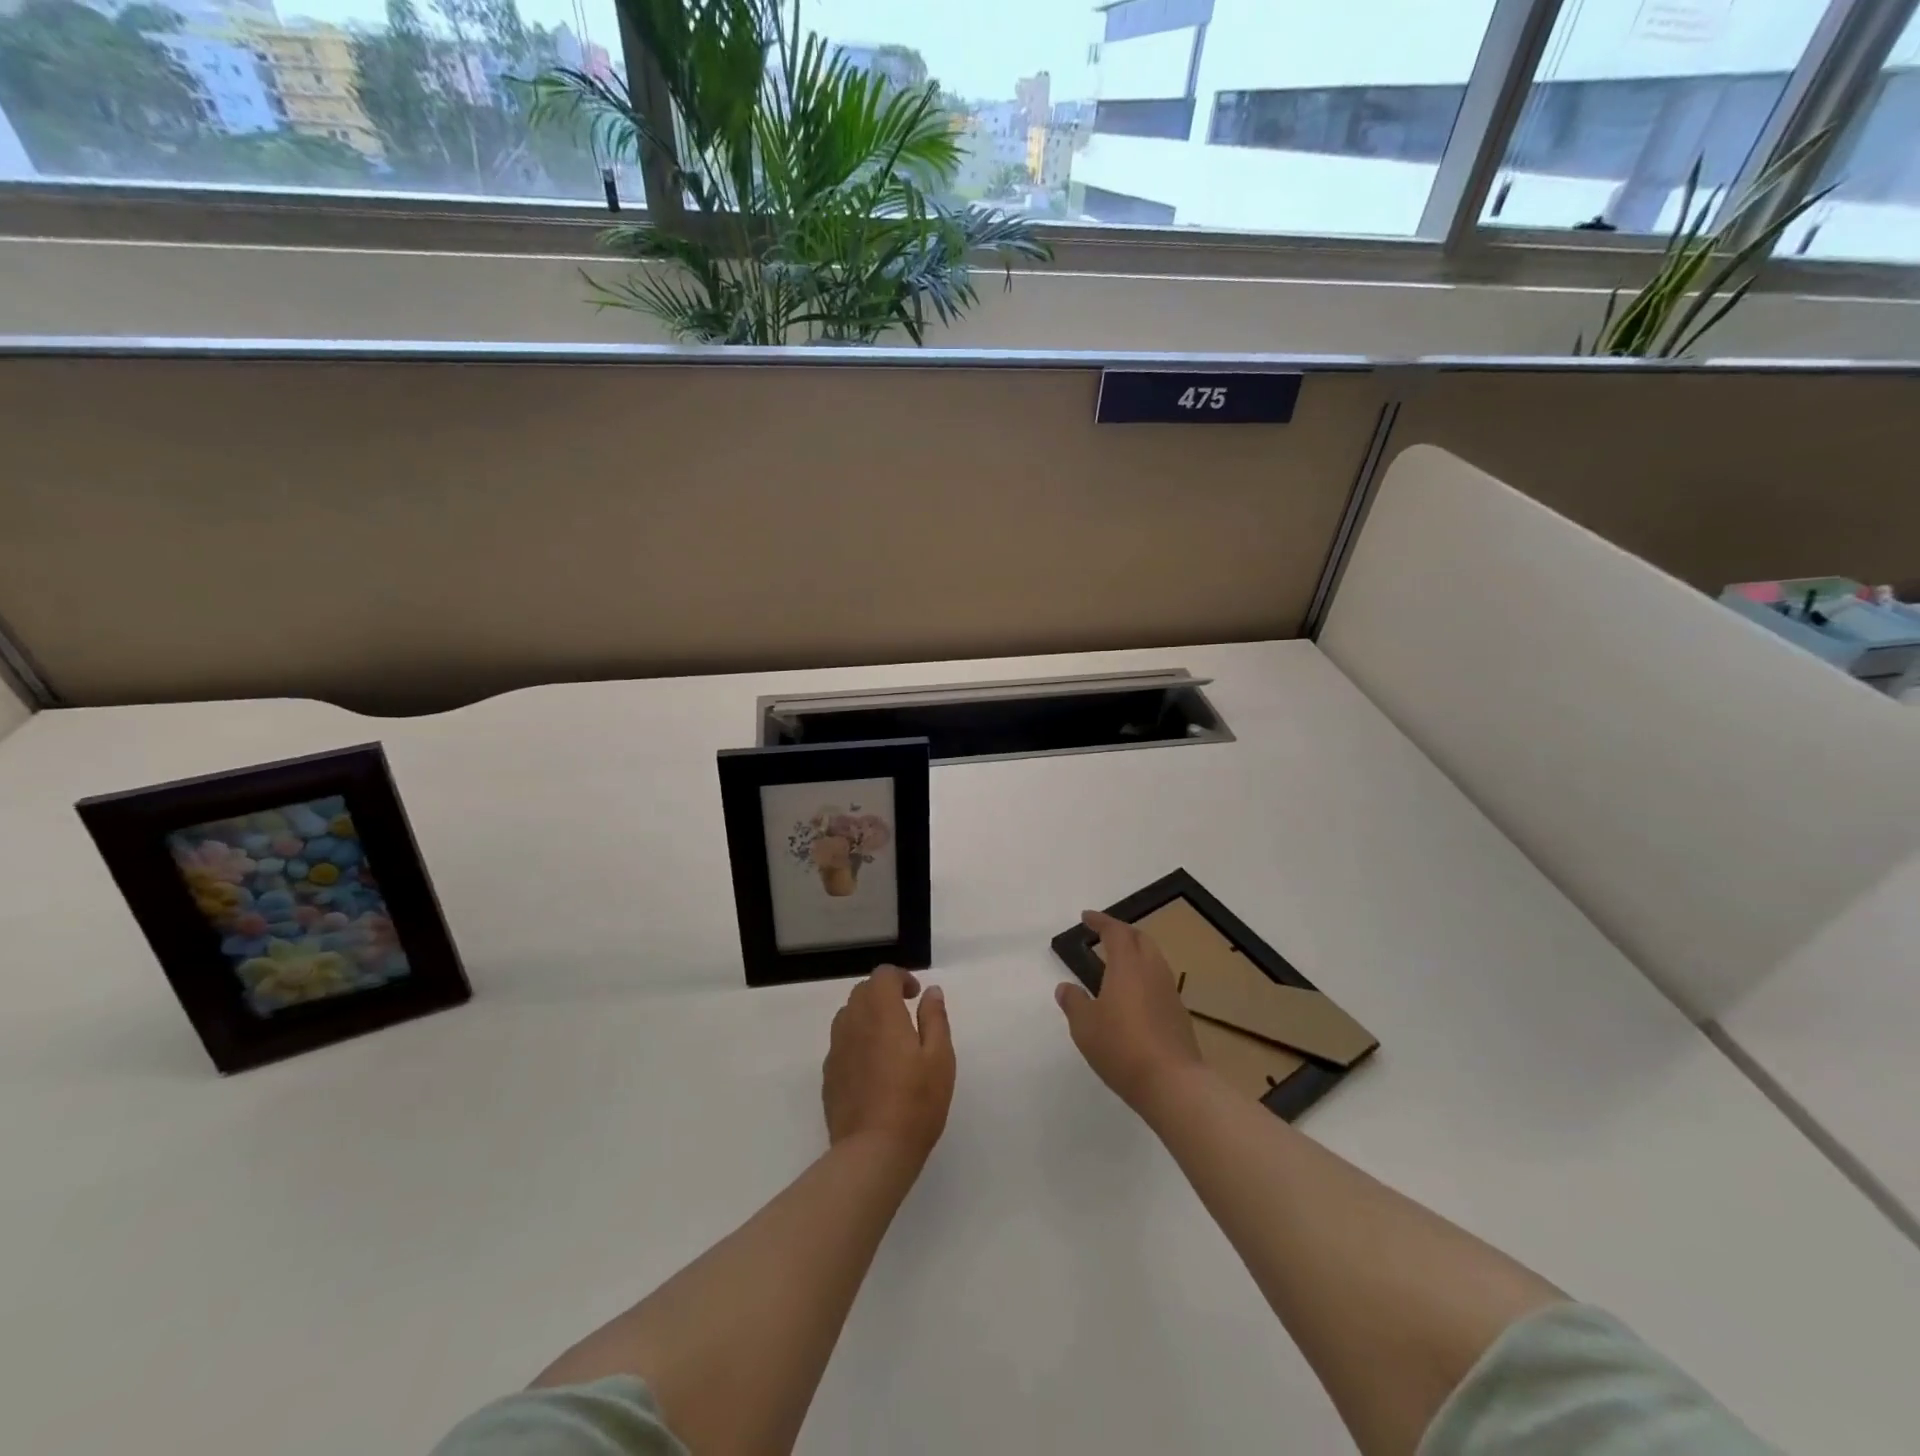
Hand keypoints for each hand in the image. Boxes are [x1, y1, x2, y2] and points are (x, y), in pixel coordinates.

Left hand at [823, 967, 955, 1164]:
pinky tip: (873, 1068)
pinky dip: (857, 1041)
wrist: (873, 1152)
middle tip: (906, 1013)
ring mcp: (836, 1050)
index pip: (882, 975)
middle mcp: (853, 1023)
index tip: (916, 995)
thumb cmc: (915, 1102)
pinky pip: (841, 1043)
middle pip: (862, 992)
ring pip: (848, 1016)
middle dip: (883, 993)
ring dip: (867, 1015)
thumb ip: (934, 1018)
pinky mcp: (829, 1075)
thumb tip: (931, 992)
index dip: (900, 978)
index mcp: (881, 1013)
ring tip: (889, 1039)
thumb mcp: (940, 1057)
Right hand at [1056, 910, 1203, 1113]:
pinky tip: (1134, 997)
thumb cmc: (1121, 1047)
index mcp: (1127, 966)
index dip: (1101, 921)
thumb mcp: (1085, 1026)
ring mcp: (1170, 992)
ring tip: (1118, 965)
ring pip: (1154, 959)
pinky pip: (1160, 982)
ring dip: (1136, 954)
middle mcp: (1152, 971)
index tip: (1086, 917)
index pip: (1116, 931)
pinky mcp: (1179, 1014)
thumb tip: (1065, 987)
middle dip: (1122, 932)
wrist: (1173, 1083)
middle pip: (1141, 939)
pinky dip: (1145, 977)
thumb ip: (1074, 1002)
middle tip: (1104, 935)